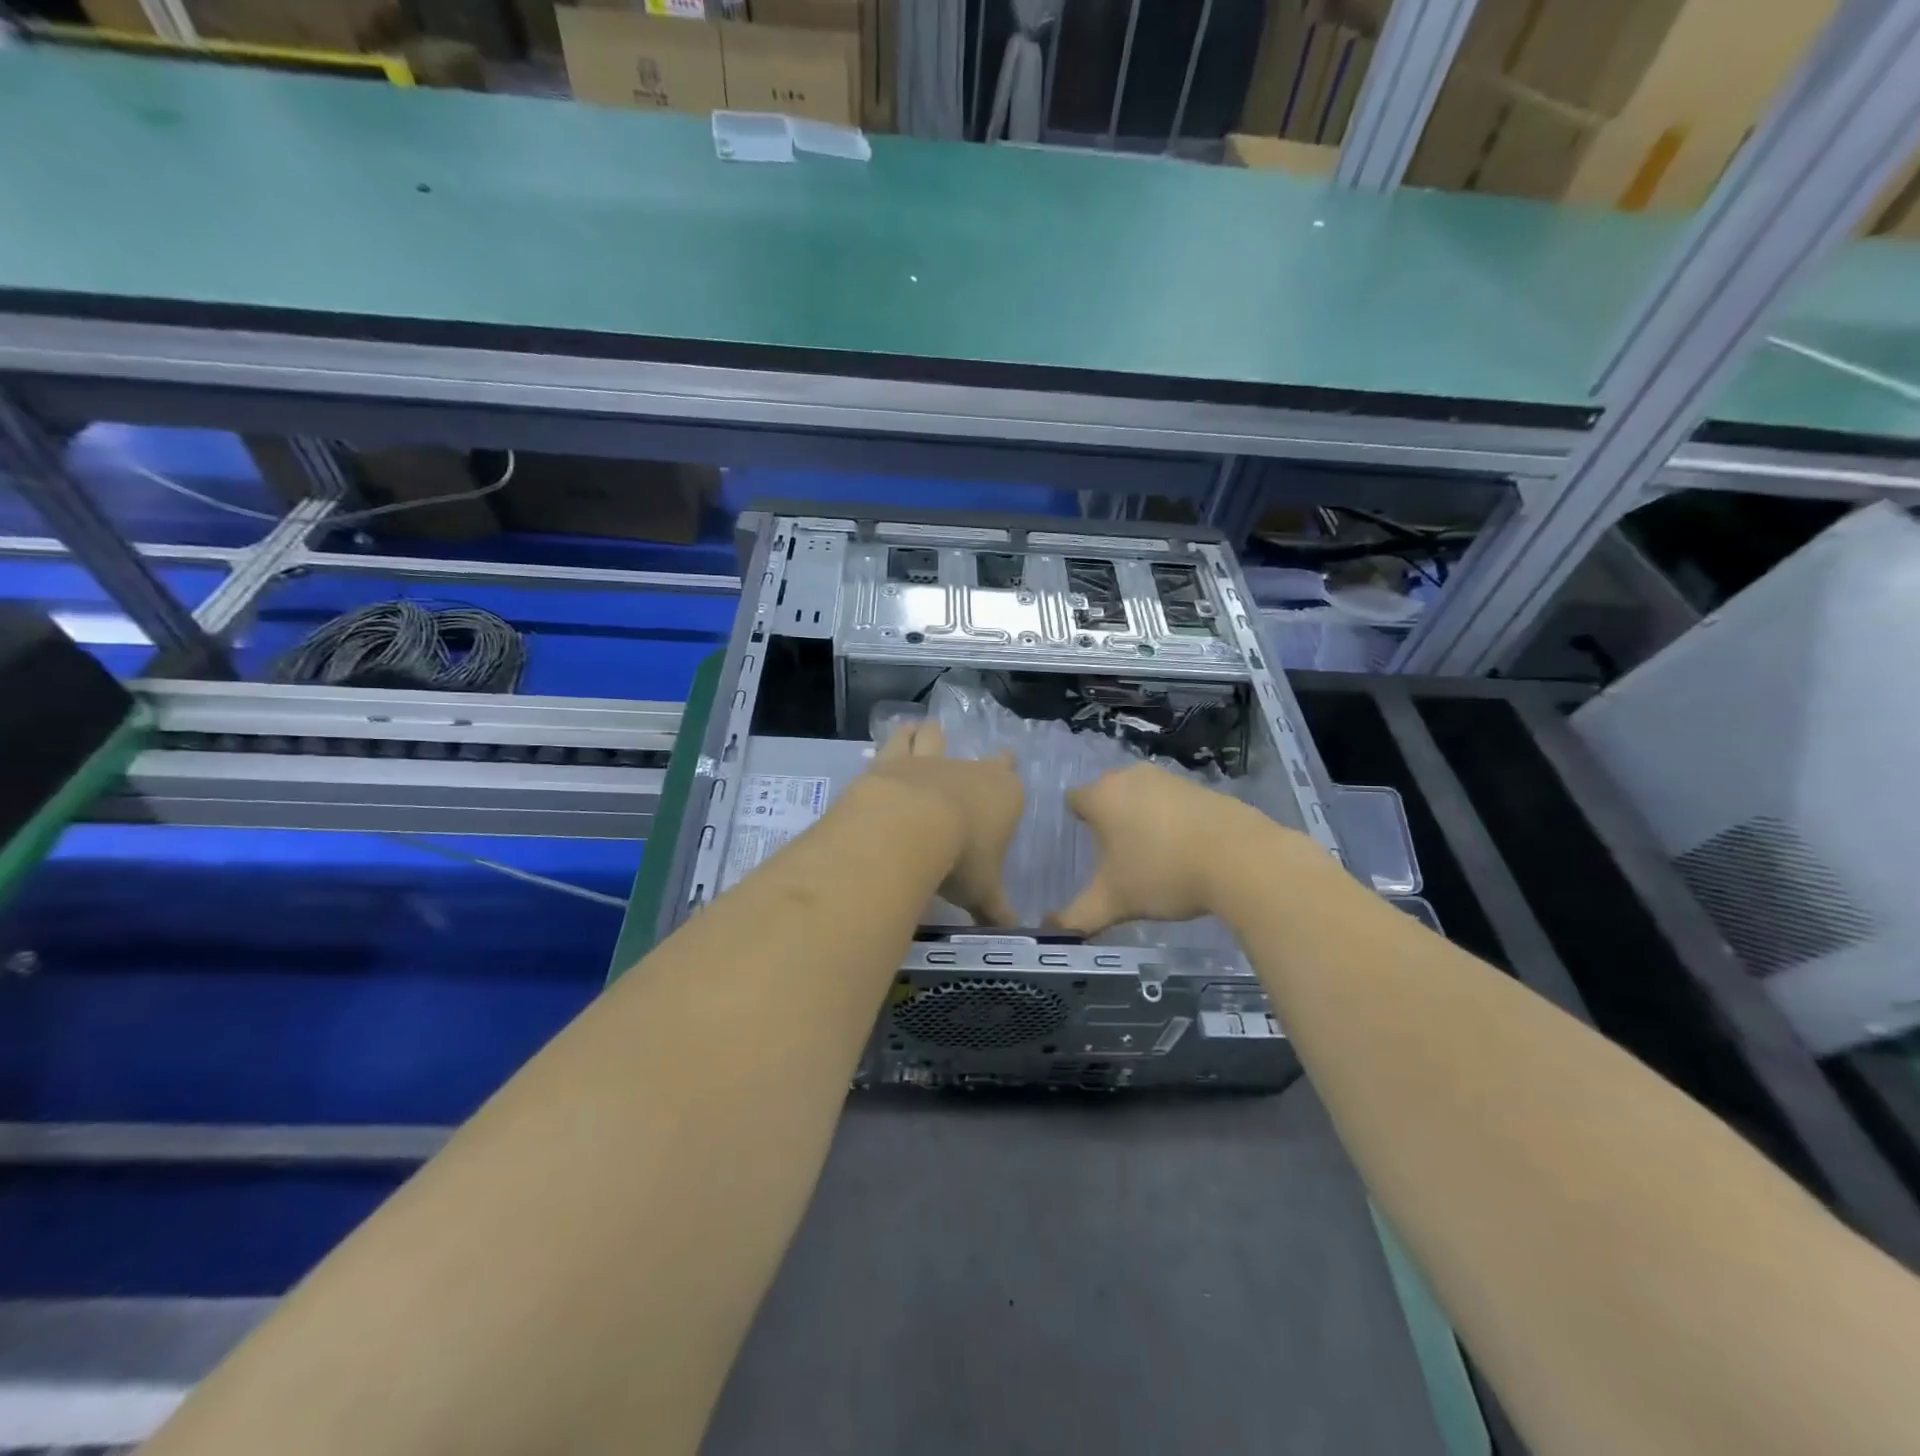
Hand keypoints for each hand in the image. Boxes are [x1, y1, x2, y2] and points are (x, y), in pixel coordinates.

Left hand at [859, 720, 1022, 925]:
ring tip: (928, 732)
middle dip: (986, 760)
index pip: (1014, 782)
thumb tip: (1012, 932)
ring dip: (933, 735)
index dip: (1010, 780)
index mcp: (1004, 796)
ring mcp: (931, 761)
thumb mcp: (982, 893)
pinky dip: (900, 736)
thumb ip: (996, 910)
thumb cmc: (960, 860)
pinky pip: (899, 740)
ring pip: (936, 738)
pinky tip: (898, 733)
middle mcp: (971, 771)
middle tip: (983, 762)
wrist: (910, 827)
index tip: (1009, 775)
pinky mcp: (893, 760)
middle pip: (984, 759)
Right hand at [1049, 763, 1295, 934]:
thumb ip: (1076, 917)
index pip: (1074, 800)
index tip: (1088, 851)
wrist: (1241, 859)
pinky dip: (1172, 821)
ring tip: (1152, 857)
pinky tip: (1185, 851)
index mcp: (1101, 796)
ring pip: (1142, 797)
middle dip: (1110, 821)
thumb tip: (1048, 930)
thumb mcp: (1113, 903)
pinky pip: (1173, 802)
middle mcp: (1130, 776)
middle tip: (1117, 858)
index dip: (1078, 823)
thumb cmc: (1162, 874)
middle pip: (1108, 795)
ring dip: (1142, 819)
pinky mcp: (1202, 787)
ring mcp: (1169, 778)